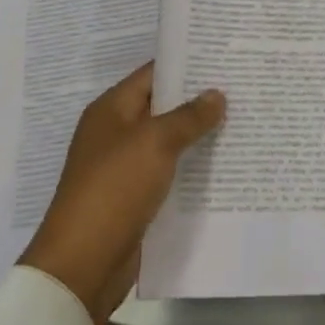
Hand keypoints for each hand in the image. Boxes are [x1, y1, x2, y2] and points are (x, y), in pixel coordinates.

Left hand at [19, 63, 224, 324]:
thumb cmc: (114, 189)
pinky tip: (224, 166)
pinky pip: (168, 173)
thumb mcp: (155, 143)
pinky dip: (191, 168)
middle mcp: (116, 133)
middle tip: (242, 89)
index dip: (187, 65)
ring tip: (241, 122)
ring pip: (168, 142)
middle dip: (198, 100)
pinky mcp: (134, 198)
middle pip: (162, 107)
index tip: (224, 59)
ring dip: (198, 136)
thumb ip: (189, 117)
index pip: (153, 74)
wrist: (83, 265)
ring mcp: (124, 167)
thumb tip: (216, 94)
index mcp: (111, 110)